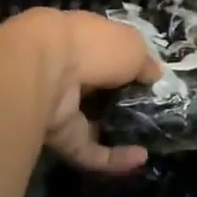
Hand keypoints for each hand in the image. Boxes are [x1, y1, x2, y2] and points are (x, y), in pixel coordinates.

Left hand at [0, 9, 161, 173]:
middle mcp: (68, 68)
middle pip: (97, 87)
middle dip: (120, 100)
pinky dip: (113, 158)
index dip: (127, 63)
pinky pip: (89, 150)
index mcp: (82, 38)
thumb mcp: (131, 45)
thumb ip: (144, 61)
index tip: (150, 79)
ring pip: (91, 121)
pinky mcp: (57, 136)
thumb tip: (154, 73)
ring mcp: (60, 103)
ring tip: (150, 139)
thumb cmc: (92, 46)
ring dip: (117, 131)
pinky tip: (140, 159)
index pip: (106, 50)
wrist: (42, 71)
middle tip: (151, 112)